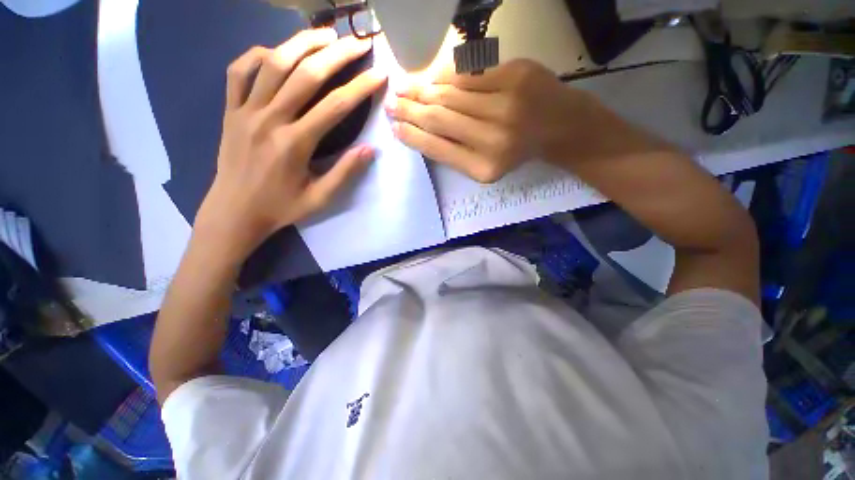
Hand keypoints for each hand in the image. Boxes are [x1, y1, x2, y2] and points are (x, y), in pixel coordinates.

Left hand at [195, 29, 386, 258]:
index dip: (360, 88)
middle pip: (305, 74)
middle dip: (336, 55)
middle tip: (357, 43)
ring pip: (272, 64)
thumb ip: (344, 172)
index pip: (334, 107)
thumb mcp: (320, 198)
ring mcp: (245, 111)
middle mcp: (269, 119)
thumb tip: (370, 150)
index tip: (379, 75)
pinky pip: (238, 71)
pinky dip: (256, 55)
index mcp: (295, 144)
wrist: (235, 211)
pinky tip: (274, 52)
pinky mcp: (229, 110)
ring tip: (324, 34)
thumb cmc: (281, 207)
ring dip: (301, 43)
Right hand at [386, 59, 593, 182]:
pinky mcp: (516, 74)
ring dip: (421, 90)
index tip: (394, 128)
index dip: (412, 136)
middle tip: (392, 103)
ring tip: (404, 88)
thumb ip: (454, 153)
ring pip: (450, 93)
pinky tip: (432, 77)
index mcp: (485, 167)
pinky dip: (446, 74)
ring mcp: (507, 104)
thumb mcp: (485, 165)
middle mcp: (494, 139)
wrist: (559, 127)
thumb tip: (418, 130)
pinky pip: (469, 72)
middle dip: (410, 110)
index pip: (438, 148)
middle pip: (439, 118)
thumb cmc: (517, 151)